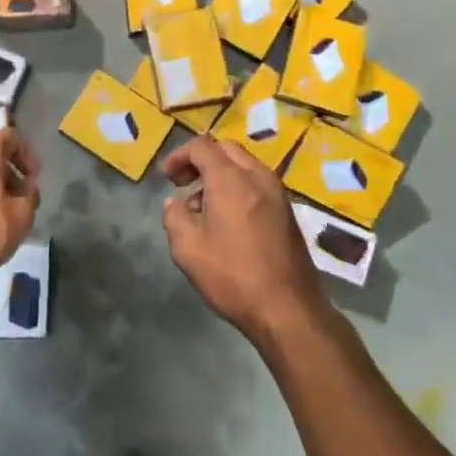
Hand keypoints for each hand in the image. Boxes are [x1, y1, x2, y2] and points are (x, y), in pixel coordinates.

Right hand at [161, 136, 325, 345]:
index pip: (201, 146)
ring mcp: (277, 193)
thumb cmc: (233, 275)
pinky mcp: (287, 211)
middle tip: (183, 184)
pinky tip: (228, 219)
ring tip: (203, 207)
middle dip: (201, 161)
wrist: (288, 309)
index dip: (179, 156)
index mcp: (230, 179)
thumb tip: (175, 203)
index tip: (166, 177)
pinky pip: (257, 183)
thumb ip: (174, 217)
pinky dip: (238, 187)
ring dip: (220, 174)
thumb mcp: (187, 249)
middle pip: (225, 149)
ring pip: (244, 165)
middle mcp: (257, 176)